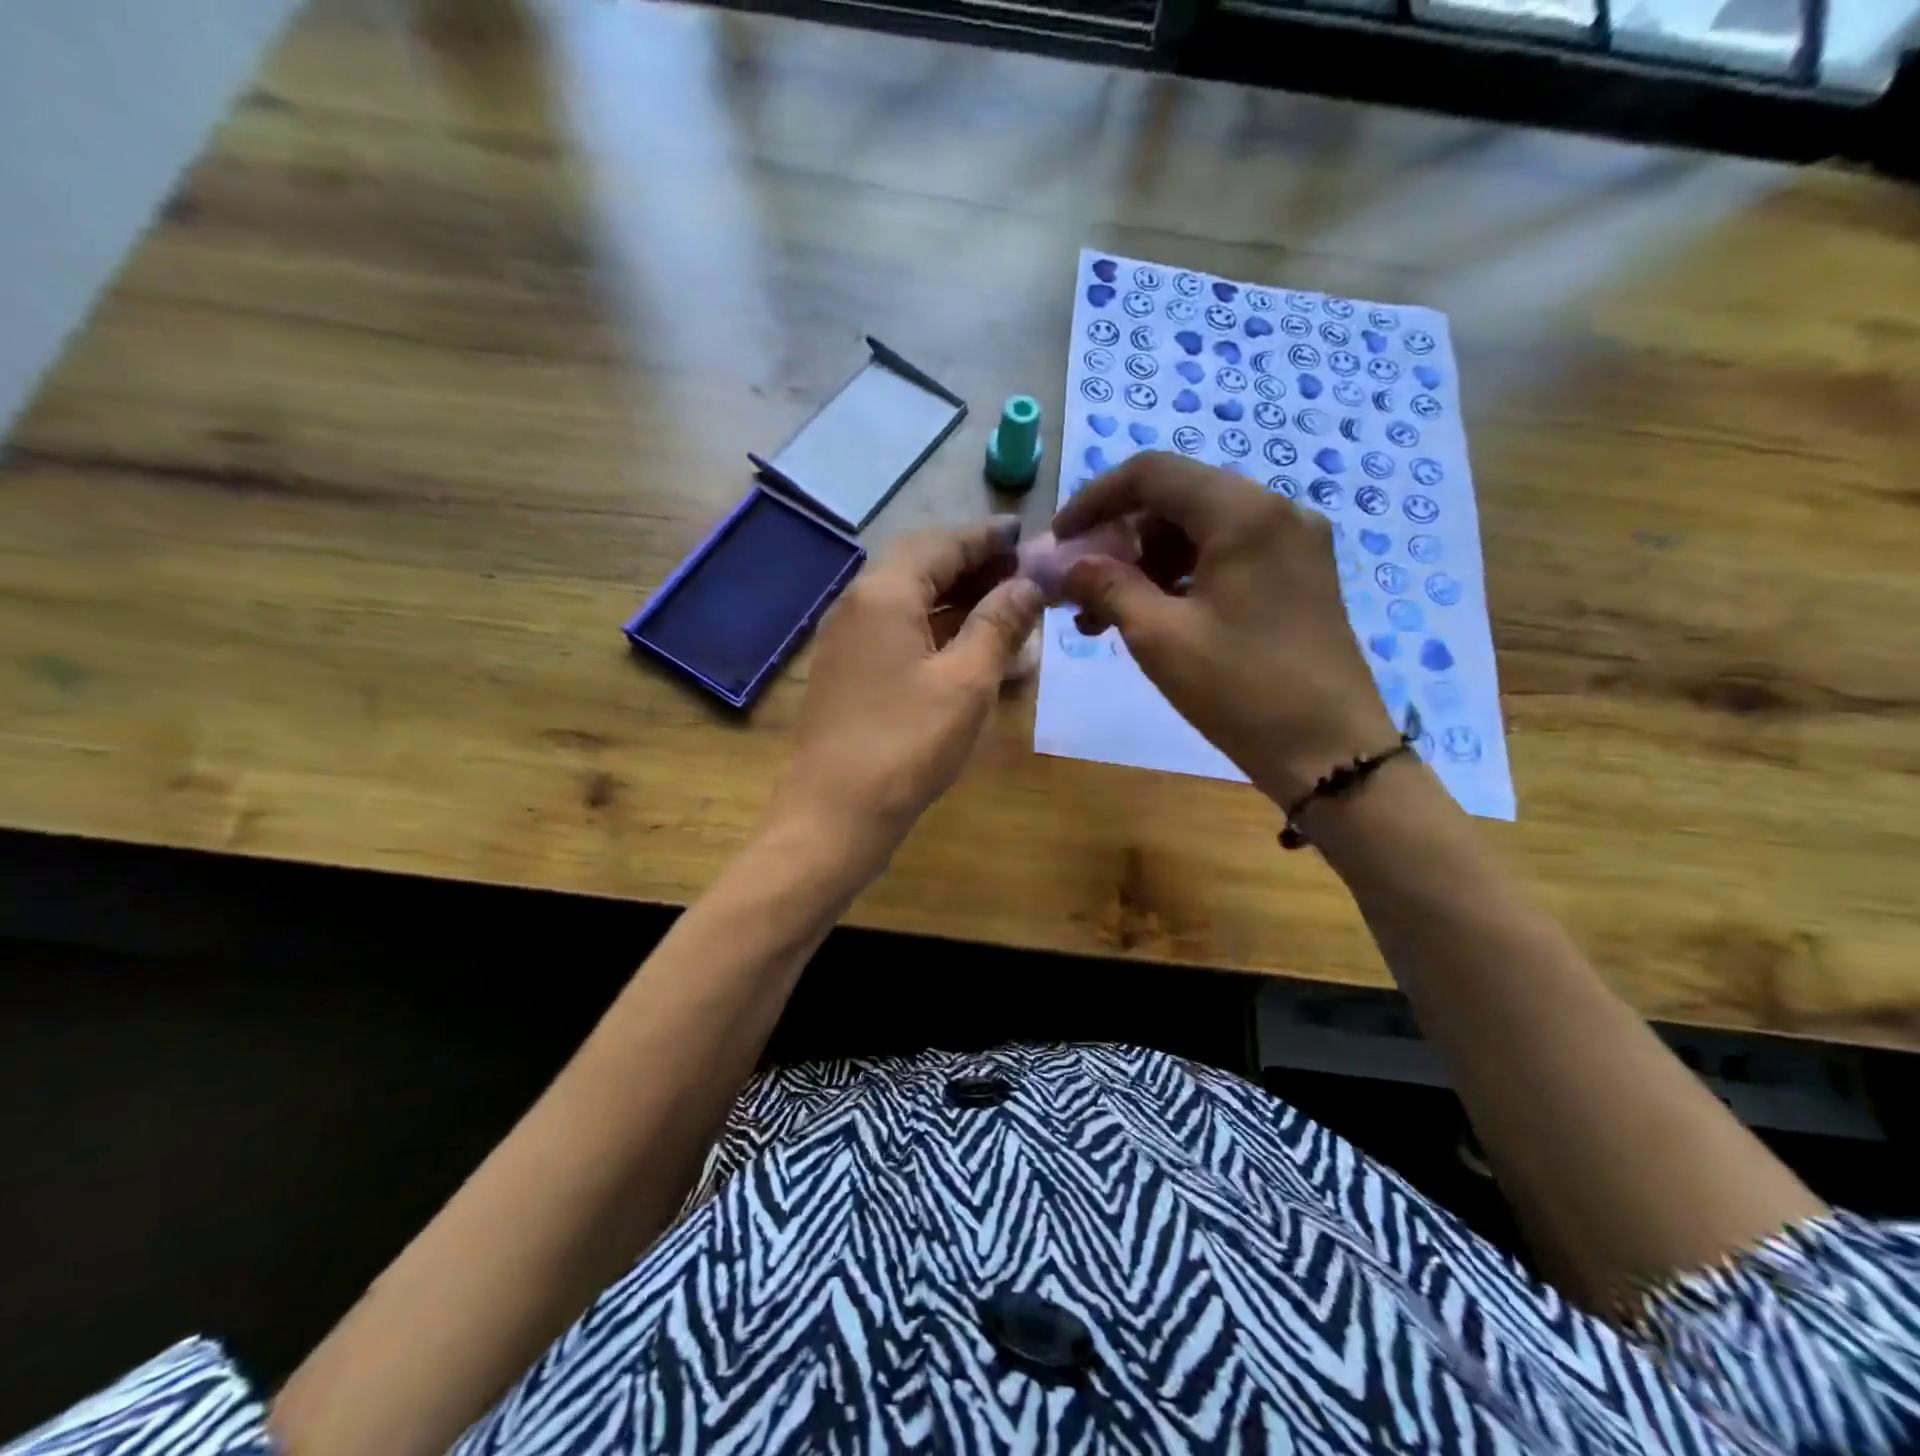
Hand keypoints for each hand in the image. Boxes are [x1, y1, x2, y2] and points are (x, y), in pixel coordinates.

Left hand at [769, 518, 1043, 865]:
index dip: (988, 538)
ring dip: (957, 600)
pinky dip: (936, 631)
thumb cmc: (906, 745)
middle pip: (922, 566)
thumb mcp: (966, 682)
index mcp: (883, 593)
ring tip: (1007, 610)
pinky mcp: (848, 672)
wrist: (833, 815)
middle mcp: (858, 604)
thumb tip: (1029, 584)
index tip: (1028, 535)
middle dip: (974, 566)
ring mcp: (847, 640)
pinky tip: (970, 649)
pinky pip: (898, 632)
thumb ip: (999, 624)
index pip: (942, 543)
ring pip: (910, 600)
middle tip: (1023, 576)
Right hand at [1053, 452, 1394, 806]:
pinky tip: (1151, 617)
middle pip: (1176, 499)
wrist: (1331, 752)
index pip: (1152, 474)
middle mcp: (1274, 511)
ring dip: (1146, 563)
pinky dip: (1181, 577)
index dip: (1094, 500)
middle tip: (1081, 585)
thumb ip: (1107, 587)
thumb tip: (1069, 566)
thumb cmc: (1241, 689)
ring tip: (1105, 616)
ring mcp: (1292, 544)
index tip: (1059, 541)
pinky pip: (1226, 556)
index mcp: (1243, 513)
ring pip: (1199, 530)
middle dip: (1119, 538)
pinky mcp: (1298, 576)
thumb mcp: (1159, 637)